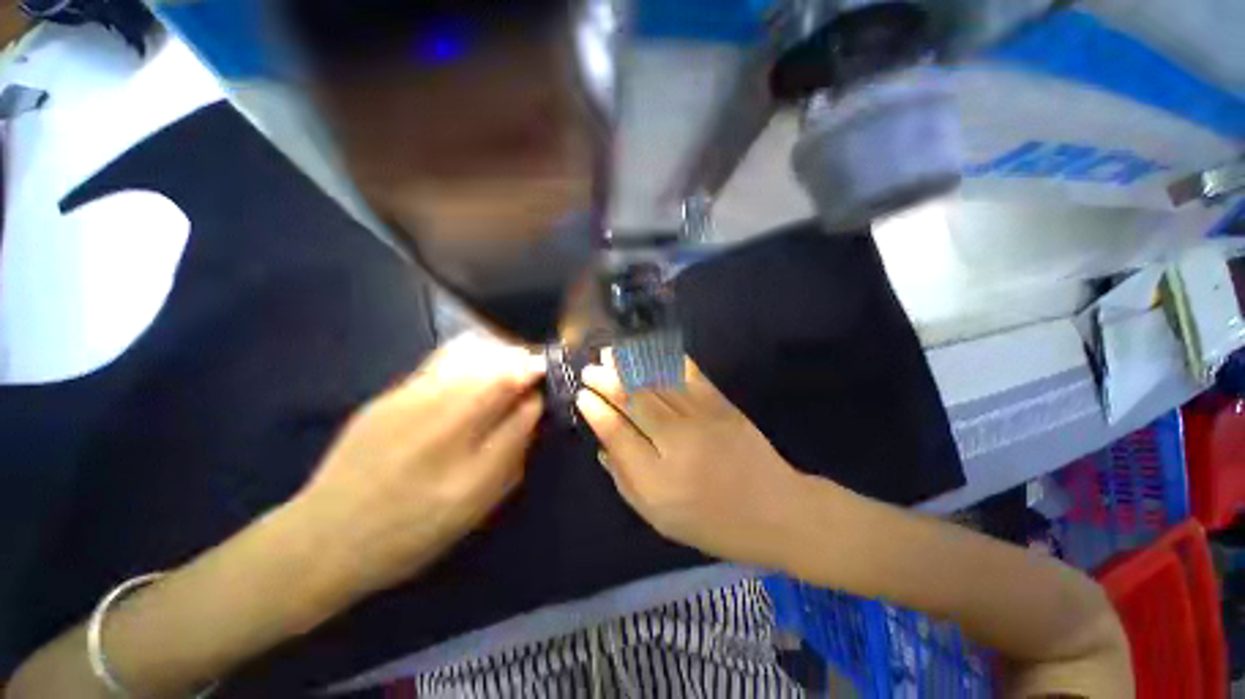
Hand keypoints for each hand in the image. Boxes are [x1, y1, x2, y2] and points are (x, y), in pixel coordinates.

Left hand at [288, 335, 544, 601]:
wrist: (326, 537)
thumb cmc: (413, 531)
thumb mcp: (476, 503)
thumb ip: (512, 448)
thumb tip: (533, 406)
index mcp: (464, 447)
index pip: (516, 391)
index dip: (537, 379)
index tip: (546, 383)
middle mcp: (438, 411)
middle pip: (495, 365)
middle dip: (522, 362)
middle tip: (532, 372)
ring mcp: (408, 397)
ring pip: (469, 354)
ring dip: (498, 354)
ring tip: (507, 367)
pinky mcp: (388, 394)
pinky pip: (442, 359)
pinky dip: (470, 354)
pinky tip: (474, 368)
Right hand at [575, 357, 806, 569]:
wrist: (776, 510)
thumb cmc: (713, 522)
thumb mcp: (659, 518)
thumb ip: (626, 481)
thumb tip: (603, 446)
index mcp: (657, 480)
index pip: (616, 433)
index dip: (595, 411)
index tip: (582, 396)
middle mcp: (676, 443)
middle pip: (633, 401)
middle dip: (607, 380)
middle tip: (590, 368)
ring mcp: (702, 418)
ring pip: (657, 382)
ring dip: (630, 364)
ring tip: (611, 352)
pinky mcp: (722, 404)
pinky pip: (689, 375)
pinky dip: (666, 359)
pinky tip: (650, 349)